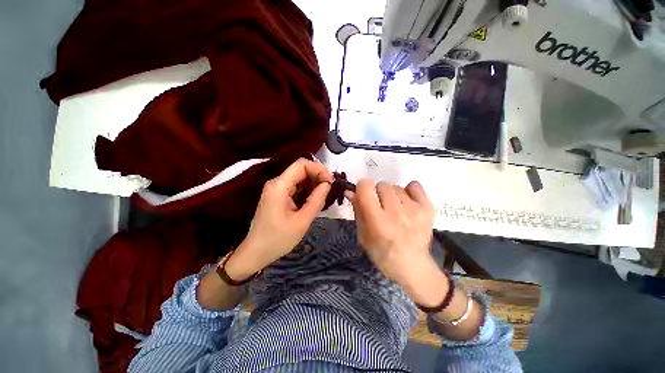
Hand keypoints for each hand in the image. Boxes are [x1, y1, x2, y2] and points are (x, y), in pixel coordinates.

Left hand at [226, 158, 332, 279]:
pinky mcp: (277, 195)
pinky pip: (294, 186)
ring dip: (312, 183)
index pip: (301, 164)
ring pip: (298, 177)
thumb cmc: (279, 239)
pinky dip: (306, 190)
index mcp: (280, 186)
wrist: (256, 252)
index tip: (330, 181)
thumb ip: (317, 199)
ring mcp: (276, 189)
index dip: (319, 168)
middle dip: (317, 176)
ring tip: (323, 195)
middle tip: (329, 189)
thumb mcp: (302, 221)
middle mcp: (276, 183)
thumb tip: (328, 183)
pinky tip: (313, 199)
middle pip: (300, 169)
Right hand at [347, 179, 443, 302]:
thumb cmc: (381, 252)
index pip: (366, 188)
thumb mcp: (363, 234)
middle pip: (382, 185)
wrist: (411, 265)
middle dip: (378, 193)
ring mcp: (414, 210)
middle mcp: (396, 213)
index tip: (364, 194)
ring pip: (396, 187)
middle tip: (380, 206)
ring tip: (395, 209)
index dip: (362, 187)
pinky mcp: (427, 208)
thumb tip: (350, 190)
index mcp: (377, 222)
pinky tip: (407, 204)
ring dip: (392, 195)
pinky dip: (409, 192)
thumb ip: (357, 209)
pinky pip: (415, 186)